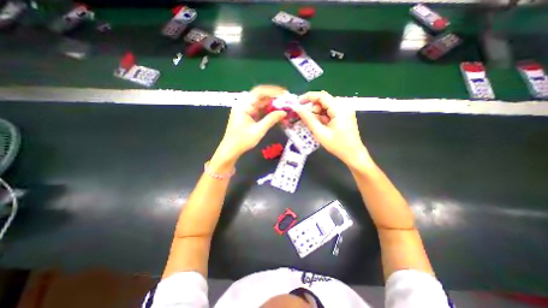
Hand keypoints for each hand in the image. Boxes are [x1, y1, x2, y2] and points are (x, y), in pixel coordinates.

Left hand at [216, 84, 287, 161]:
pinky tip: (276, 111)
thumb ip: (271, 120)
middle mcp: (244, 104)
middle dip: (274, 97)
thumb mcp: (258, 130)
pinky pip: (259, 109)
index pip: (259, 92)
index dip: (273, 91)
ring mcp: (246, 109)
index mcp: (243, 105)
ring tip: (284, 105)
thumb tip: (284, 112)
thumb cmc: (242, 141)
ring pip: (261, 102)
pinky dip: (268, 109)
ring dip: (272, 103)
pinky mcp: (248, 114)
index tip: (284, 94)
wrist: (231, 149)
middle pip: (260, 96)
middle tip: (286, 99)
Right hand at [291, 91, 371, 169]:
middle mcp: (343, 106)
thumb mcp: (320, 133)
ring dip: (318, 114)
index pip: (321, 96)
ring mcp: (345, 110)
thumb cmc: (337, 145)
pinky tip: (322, 126)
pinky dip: (323, 117)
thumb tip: (297, 108)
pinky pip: (330, 111)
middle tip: (307, 119)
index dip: (308, 97)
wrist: (353, 154)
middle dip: (313, 108)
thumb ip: (308, 119)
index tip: (297, 103)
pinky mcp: (344, 115)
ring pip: (326, 106)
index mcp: (339, 108)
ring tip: (316, 125)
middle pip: (324, 100)